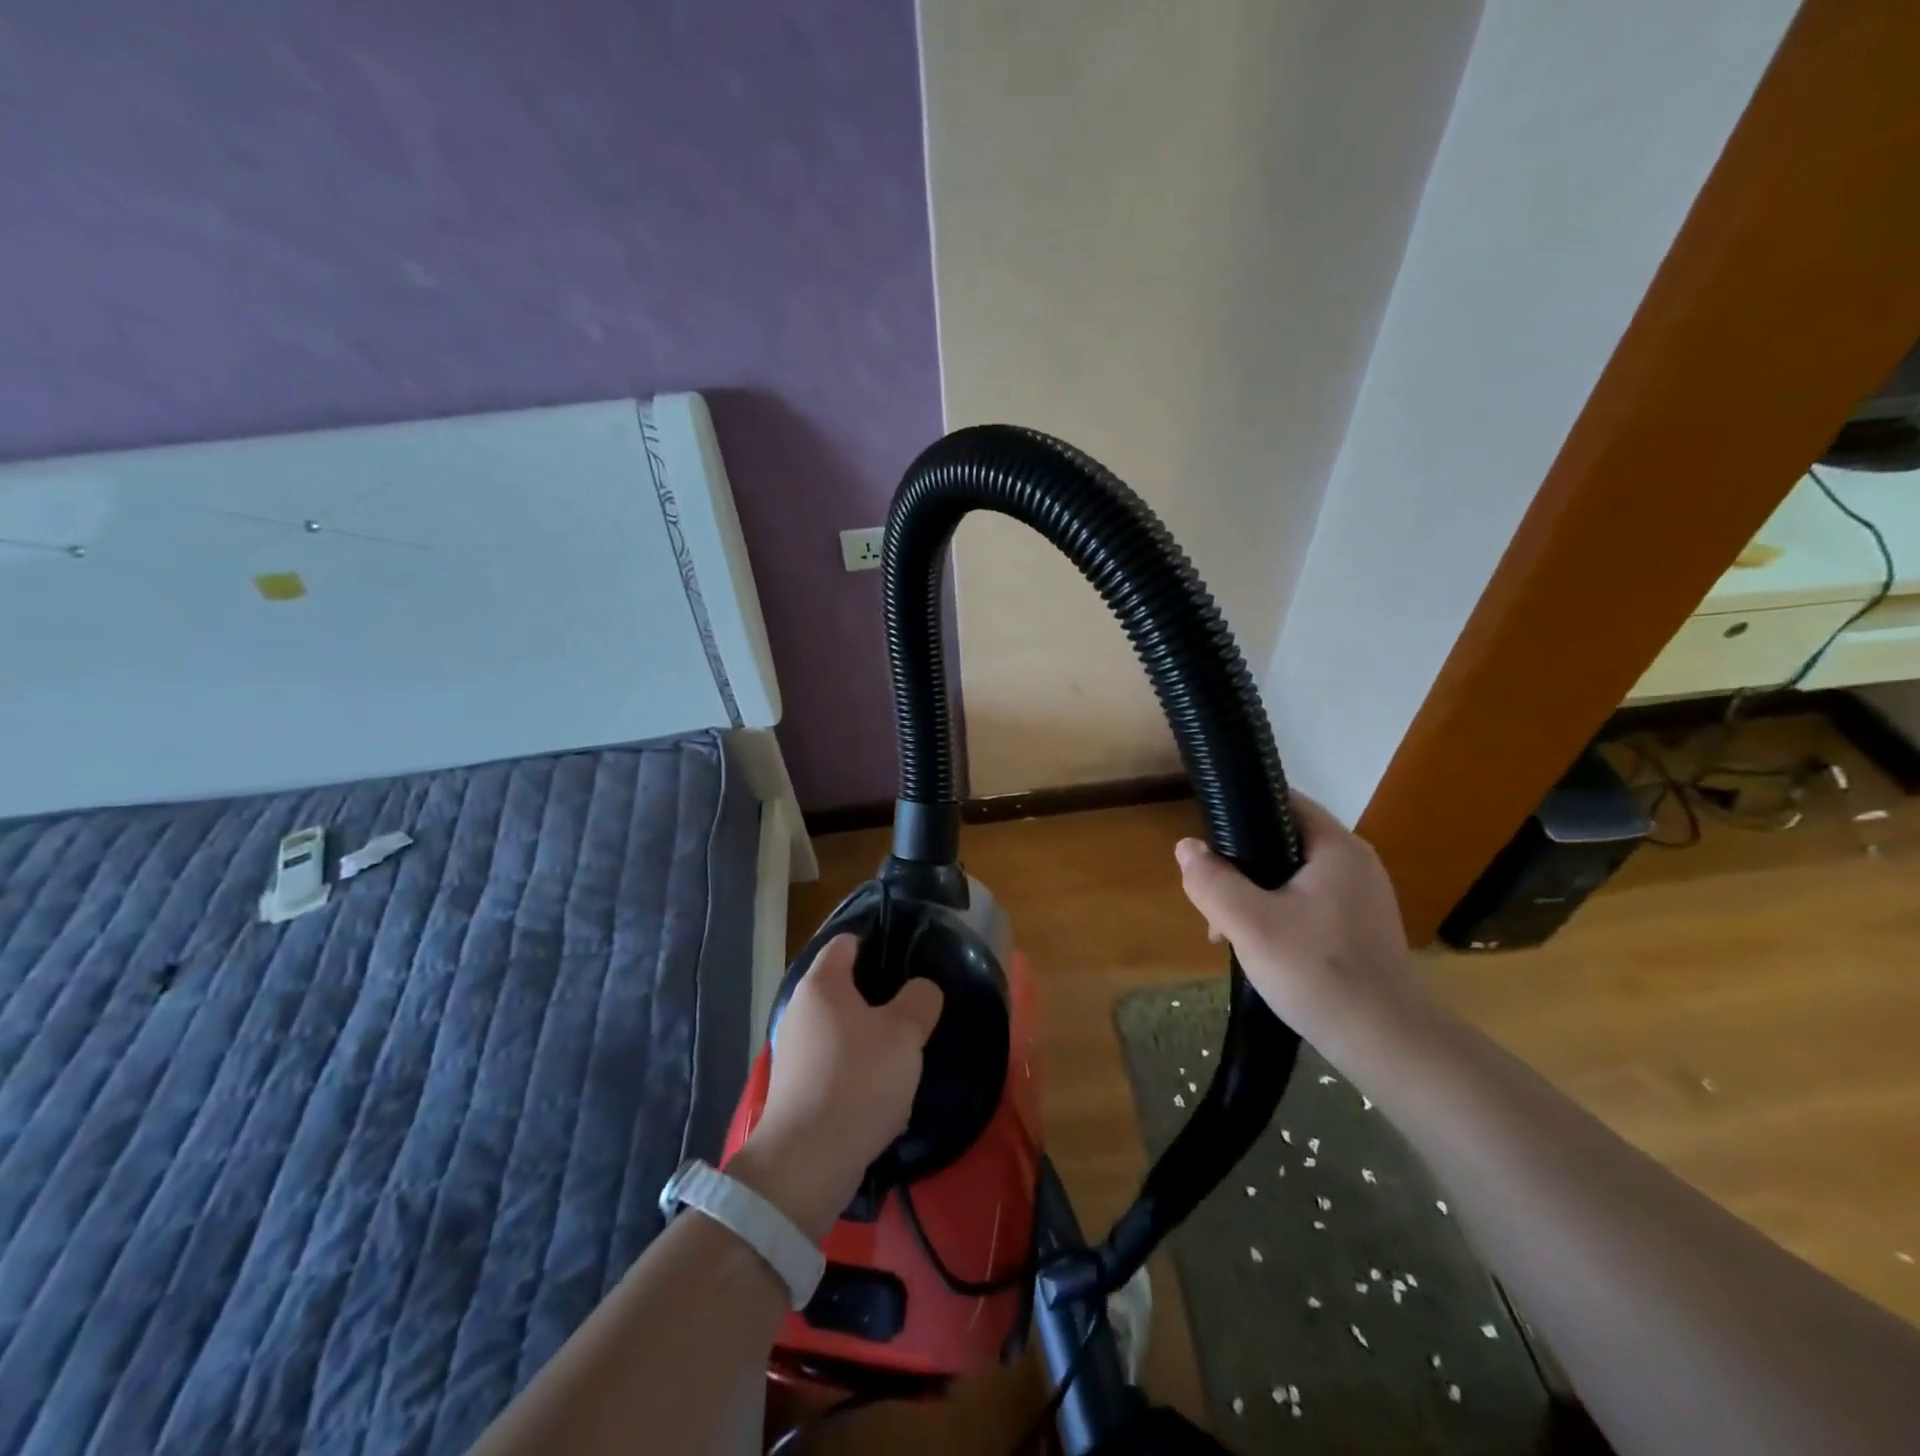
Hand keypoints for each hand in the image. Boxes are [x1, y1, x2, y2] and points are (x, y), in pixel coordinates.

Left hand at [731, 934, 943, 1241]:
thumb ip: (919, 1000)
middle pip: (843, 987)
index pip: (846, 943)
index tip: (906, 956)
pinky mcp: (796, 1089)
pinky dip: (857, 1071)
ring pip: (841, 1030)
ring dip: (869, 1038)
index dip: (875, 943)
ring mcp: (794, 1051)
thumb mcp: (904, 1033)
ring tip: (904, 1052)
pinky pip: (834, 1065)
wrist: (807, 1160)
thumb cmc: (858, 1080)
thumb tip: (921, 989)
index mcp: (822, 984)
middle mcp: (800, 1010)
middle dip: (877, 996)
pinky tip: (882, 1092)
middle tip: (913, 1008)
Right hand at [1175, 795, 1431, 1057]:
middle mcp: (1355, 863)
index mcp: (1336, 847)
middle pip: (1282, 842)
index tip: (1207, 840)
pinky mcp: (1360, 928)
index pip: (1282, 802)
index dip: (1239, 811)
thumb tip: (1187, 847)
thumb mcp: (1249, 924)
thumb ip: (1212, 881)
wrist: (1388, 1044)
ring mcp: (1361, 897)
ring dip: (1254, 895)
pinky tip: (1261, 948)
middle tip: (1213, 901)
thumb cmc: (1318, 973)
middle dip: (1240, 867)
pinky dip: (1277, 915)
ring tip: (1228, 931)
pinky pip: (1307, 904)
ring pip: (1291, 877)